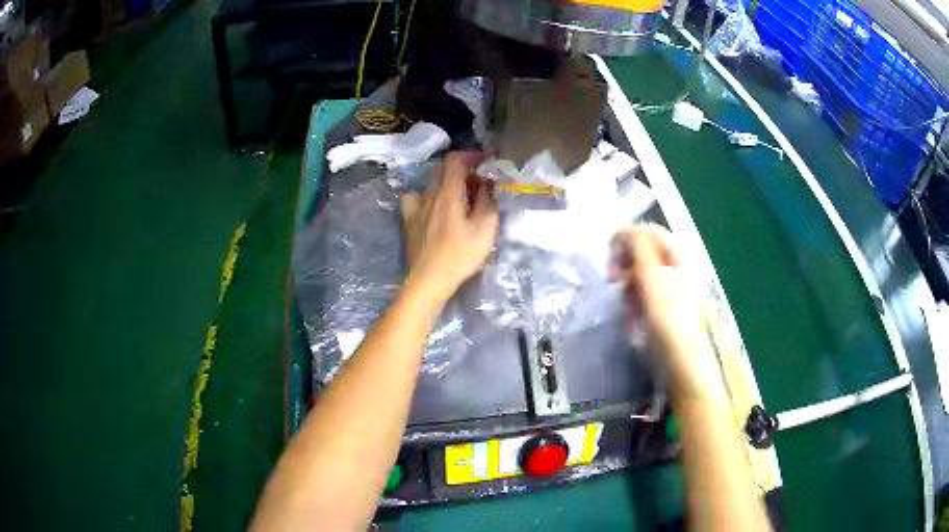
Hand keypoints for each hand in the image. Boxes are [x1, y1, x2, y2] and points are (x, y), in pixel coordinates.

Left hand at [400, 152, 498, 301]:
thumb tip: (488, 182)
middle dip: (461, 169)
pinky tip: (432, 208)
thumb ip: (488, 201)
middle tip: (477, 182)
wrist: (429, 280)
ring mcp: (415, 207)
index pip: (455, 160)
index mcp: (448, 193)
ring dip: (445, 183)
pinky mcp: (408, 221)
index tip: (485, 162)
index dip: (471, 156)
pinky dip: (426, 197)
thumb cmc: (460, 255)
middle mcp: (429, 195)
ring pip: (429, 183)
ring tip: (458, 196)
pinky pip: (414, 198)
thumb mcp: (485, 228)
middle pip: (442, 169)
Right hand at [609, 225, 722, 397]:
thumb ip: (637, 246)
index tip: (609, 256)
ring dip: (628, 286)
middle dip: (625, 264)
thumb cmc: (668, 315)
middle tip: (612, 279)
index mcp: (678, 255)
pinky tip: (631, 318)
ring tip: (625, 305)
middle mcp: (677, 267)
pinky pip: (643, 295)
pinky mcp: (665, 308)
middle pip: (643, 252)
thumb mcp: (651, 275)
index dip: (626, 237)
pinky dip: (634, 302)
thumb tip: (623, 230)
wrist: (681, 358)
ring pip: (641, 275)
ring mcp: (672, 288)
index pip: (648, 231)